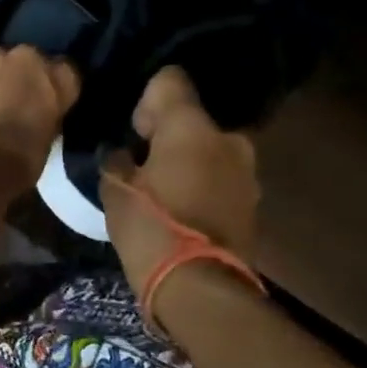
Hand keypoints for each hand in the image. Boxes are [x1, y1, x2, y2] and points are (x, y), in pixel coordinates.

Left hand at [0, 28, 79, 191]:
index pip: (65, 71)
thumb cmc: (12, 164)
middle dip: (19, 74)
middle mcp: (21, 59)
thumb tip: (36, 117)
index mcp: (54, 80)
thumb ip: (43, 120)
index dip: (55, 84)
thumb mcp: (44, 146)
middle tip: (10, 98)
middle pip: (25, 59)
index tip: (49, 98)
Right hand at [102, 66, 258, 278]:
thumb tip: (122, 152)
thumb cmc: (150, 227)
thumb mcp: (114, 189)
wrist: (199, 286)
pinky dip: (201, 183)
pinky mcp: (252, 202)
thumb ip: (117, 159)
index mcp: (191, 127)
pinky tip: (180, 206)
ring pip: (209, 149)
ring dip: (187, 160)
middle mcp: (227, 139)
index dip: (146, 98)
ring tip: (161, 187)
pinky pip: (220, 177)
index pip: (170, 80)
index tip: (132, 127)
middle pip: (193, 119)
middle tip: (141, 160)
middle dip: (168, 134)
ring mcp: (246, 172)